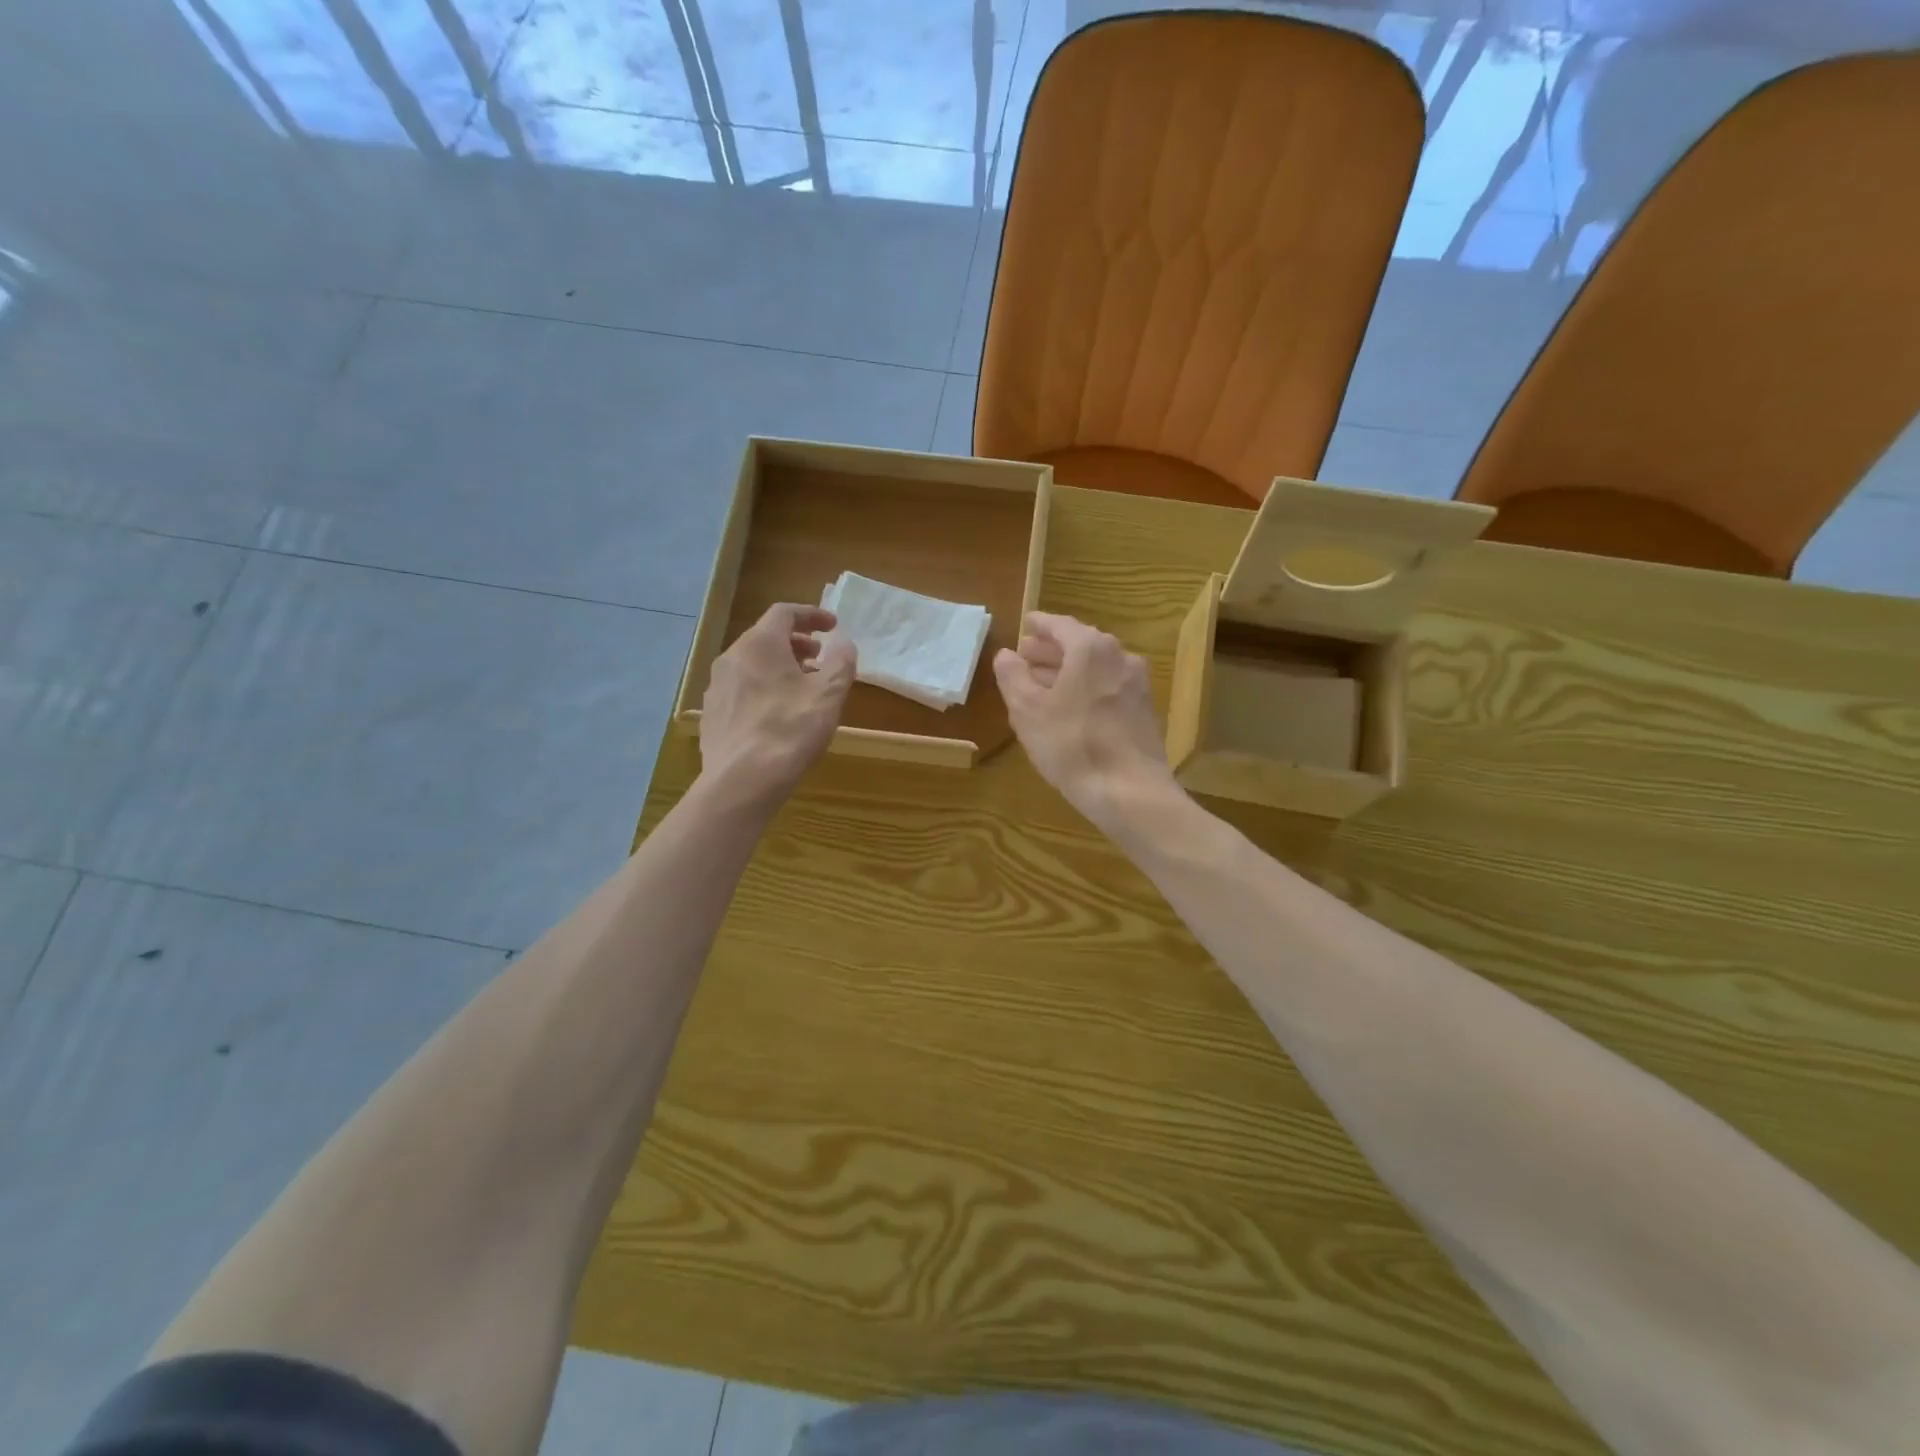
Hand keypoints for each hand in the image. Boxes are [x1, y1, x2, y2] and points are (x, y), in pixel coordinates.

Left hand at [699, 604, 855, 810]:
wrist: (742, 781)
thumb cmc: (791, 730)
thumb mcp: (829, 695)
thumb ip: (841, 663)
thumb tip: (844, 644)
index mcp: (759, 644)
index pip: (784, 613)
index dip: (812, 615)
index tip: (833, 626)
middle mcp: (731, 658)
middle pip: (765, 638)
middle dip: (796, 643)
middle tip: (820, 658)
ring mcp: (717, 687)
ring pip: (752, 664)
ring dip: (780, 667)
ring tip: (803, 688)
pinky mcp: (712, 715)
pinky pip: (741, 689)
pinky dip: (763, 688)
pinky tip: (778, 715)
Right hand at [992, 612, 1181, 834]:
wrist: (1130, 791)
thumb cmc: (1071, 744)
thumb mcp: (1028, 710)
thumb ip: (1013, 676)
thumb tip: (1006, 655)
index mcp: (1090, 648)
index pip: (1060, 625)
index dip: (1039, 624)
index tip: (1025, 624)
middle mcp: (1119, 657)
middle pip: (1080, 645)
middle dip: (1051, 650)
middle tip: (1027, 655)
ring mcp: (1136, 684)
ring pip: (1095, 668)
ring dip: (1067, 671)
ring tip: (1042, 683)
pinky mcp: (1143, 711)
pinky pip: (1107, 687)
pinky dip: (1085, 688)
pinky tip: (1069, 708)